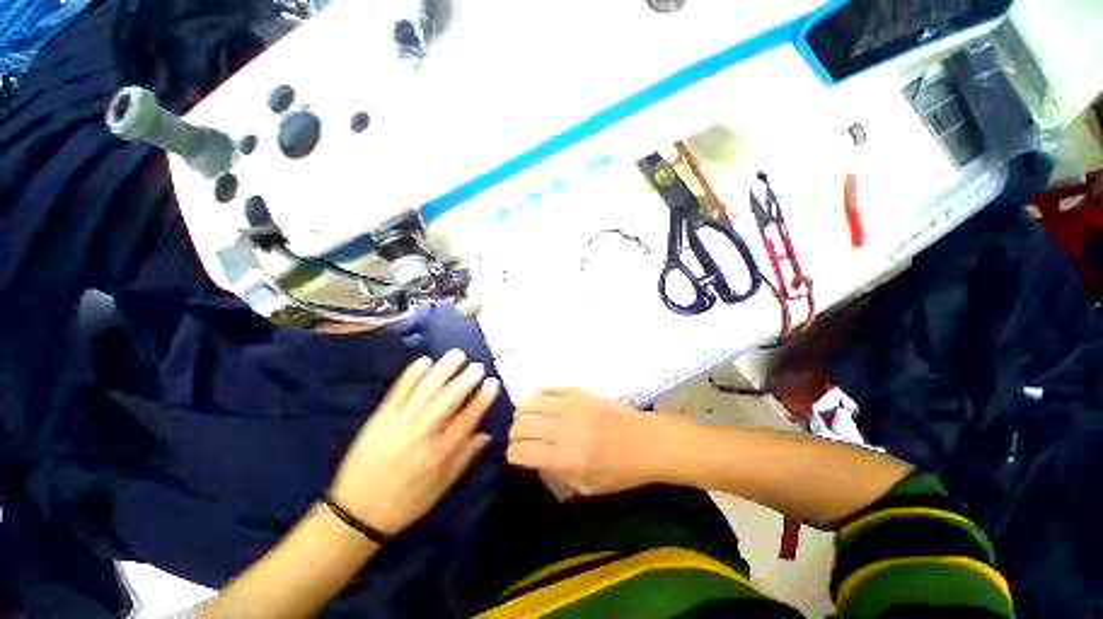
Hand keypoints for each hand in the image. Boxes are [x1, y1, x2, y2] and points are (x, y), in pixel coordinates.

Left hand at [329, 350, 498, 535]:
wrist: (355, 512)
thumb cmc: (405, 502)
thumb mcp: (441, 487)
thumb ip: (465, 457)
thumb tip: (487, 434)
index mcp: (440, 451)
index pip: (468, 417)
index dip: (483, 397)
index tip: (493, 382)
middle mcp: (423, 431)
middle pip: (450, 397)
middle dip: (467, 378)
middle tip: (477, 366)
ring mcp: (400, 421)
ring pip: (427, 388)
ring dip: (444, 369)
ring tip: (457, 355)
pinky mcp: (381, 416)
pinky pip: (399, 389)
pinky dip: (412, 373)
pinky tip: (425, 360)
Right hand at [507, 388, 688, 496]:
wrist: (648, 441)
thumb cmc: (621, 471)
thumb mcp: (588, 487)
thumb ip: (558, 476)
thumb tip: (536, 462)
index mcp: (565, 458)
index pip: (522, 451)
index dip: (512, 455)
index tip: (515, 457)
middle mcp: (563, 429)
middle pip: (522, 425)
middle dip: (514, 434)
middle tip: (519, 440)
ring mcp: (571, 406)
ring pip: (531, 403)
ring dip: (522, 413)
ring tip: (526, 421)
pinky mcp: (579, 392)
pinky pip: (549, 388)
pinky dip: (538, 395)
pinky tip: (539, 403)